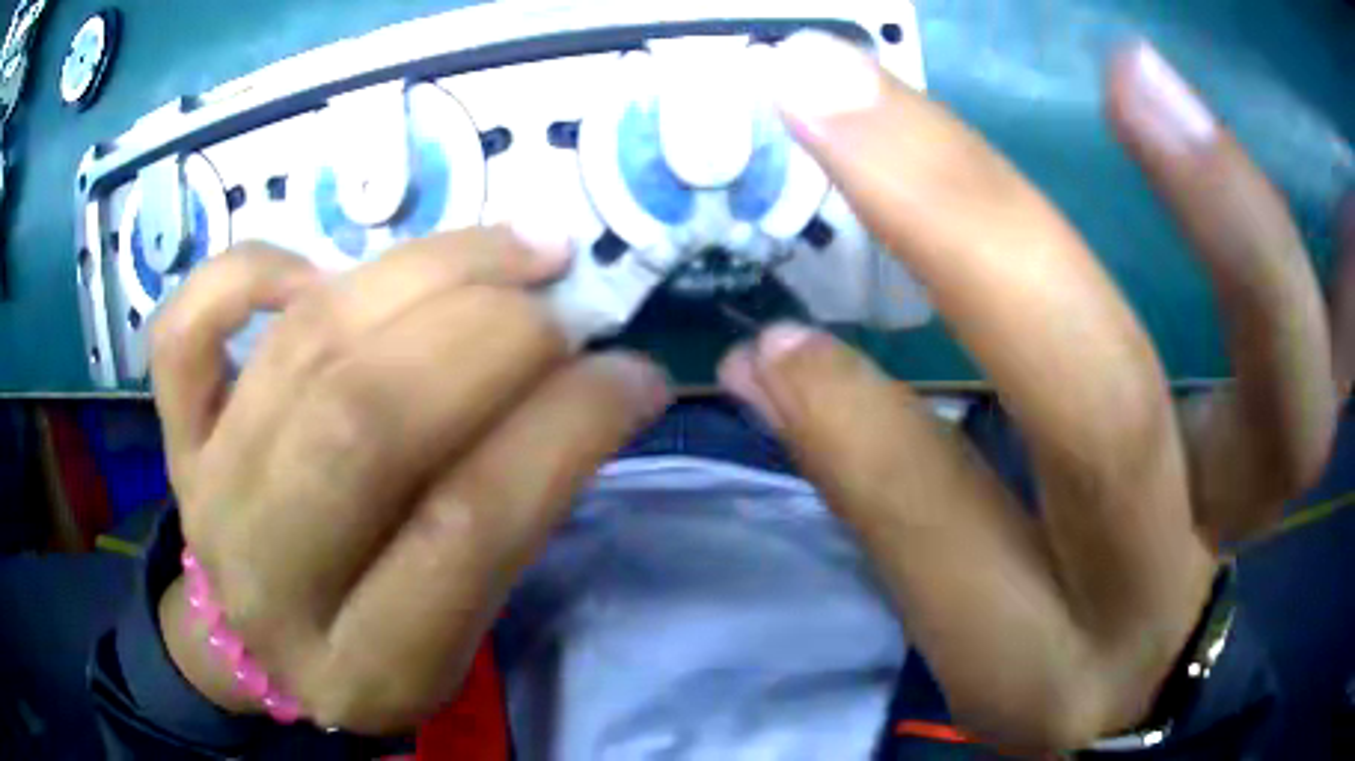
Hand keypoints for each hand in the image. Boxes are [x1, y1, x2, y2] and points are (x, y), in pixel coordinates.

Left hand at [151, 229, 669, 734]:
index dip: (565, 428)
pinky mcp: (175, 436)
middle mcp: (270, 578)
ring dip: (423, 272)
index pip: (465, 527)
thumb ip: (510, 519)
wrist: (243, 643)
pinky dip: (250, 270)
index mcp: (364, 664)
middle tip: (563, 301)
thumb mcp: (454, 635)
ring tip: (508, 250)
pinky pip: (185, 328)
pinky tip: (321, 273)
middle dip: (490, 334)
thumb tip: (593, 383)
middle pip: (369, 419)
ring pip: (302, 346)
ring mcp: (206, 492)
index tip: (633, 372)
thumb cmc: (363, 645)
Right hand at [719, 36, 1341, 749]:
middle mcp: (1157, 590)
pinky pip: (1329, 354)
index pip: (945, 533)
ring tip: (1135, 80)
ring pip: (1285, 399)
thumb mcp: (962, 613)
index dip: (859, 434)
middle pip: (1108, 424)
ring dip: (1228, 226)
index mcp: (1036, 655)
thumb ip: (887, 489)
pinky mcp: (1295, 456)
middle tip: (846, 91)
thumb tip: (776, 363)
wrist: (1149, 668)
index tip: (774, 335)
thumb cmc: (1044, 641)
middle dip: (976, 241)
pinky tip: (1238, 142)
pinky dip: (1313, 256)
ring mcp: (1249, 518)